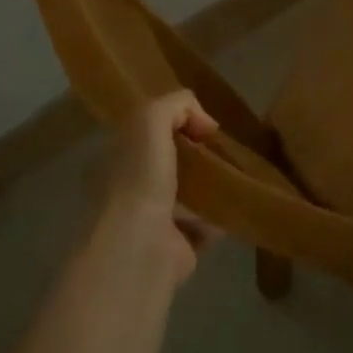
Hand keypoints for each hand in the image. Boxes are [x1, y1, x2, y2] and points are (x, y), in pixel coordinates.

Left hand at [104, 91, 217, 280]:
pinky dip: (220, 216)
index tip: (202, 124)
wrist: (141, 247)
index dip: (174, 122)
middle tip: (221, 147)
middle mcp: (129, 190)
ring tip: (235, 172)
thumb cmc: (139, 178)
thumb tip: (204, 122)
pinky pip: (203, 225)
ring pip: (185, 194)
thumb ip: (175, 104)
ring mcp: (152, 221)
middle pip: (168, 162)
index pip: (144, 133)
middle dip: (194, 153)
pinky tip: (236, 202)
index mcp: (116, 159)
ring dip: (209, 185)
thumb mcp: (150, 119)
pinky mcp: (176, 248)